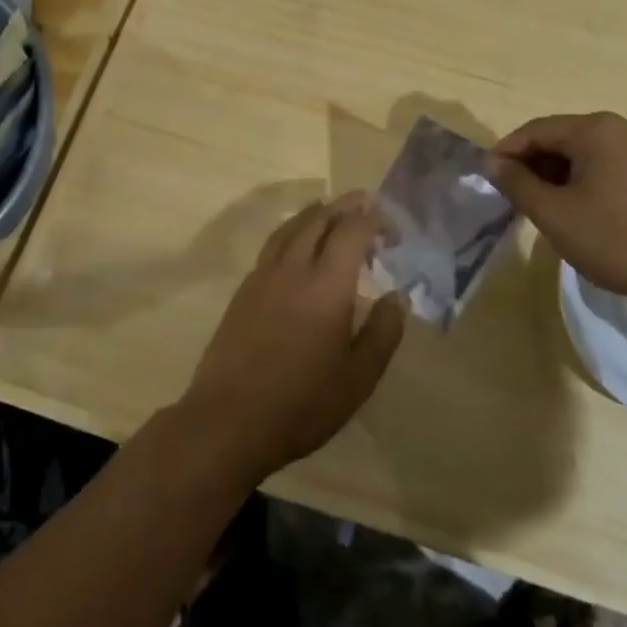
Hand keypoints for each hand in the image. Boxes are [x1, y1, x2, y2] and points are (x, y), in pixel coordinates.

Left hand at [178, 194, 406, 485]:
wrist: (229, 420)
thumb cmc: (303, 403)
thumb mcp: (359, 377)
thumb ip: (383, 332)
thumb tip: (398, 296)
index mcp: (327, 284)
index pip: (352, 230)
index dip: (374, 220)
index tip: (391, 230)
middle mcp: (293, 268)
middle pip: (318, 218)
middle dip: (344, 207)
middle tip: (364, 206)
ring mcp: (263, 276)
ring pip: (290, 227)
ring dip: (315, 214)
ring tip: (330, 213)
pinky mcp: (243, 290)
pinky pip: (273, 244)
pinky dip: (292, 232)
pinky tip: (297, 248)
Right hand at [488, 112, 626, 306]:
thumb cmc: (617, 240)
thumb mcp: (555, 214)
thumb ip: (517, 184)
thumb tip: (493, 163)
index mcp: (596, 129)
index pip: (535, 130)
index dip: (506, 152)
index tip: (488, 179)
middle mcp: (621, 127)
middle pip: (561, 137)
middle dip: (533, 164)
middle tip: (514, 197)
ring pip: (584, 152)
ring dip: (558, 174)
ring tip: (543, 207)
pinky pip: (607, 164)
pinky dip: (584, 180)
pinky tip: (579, 209)